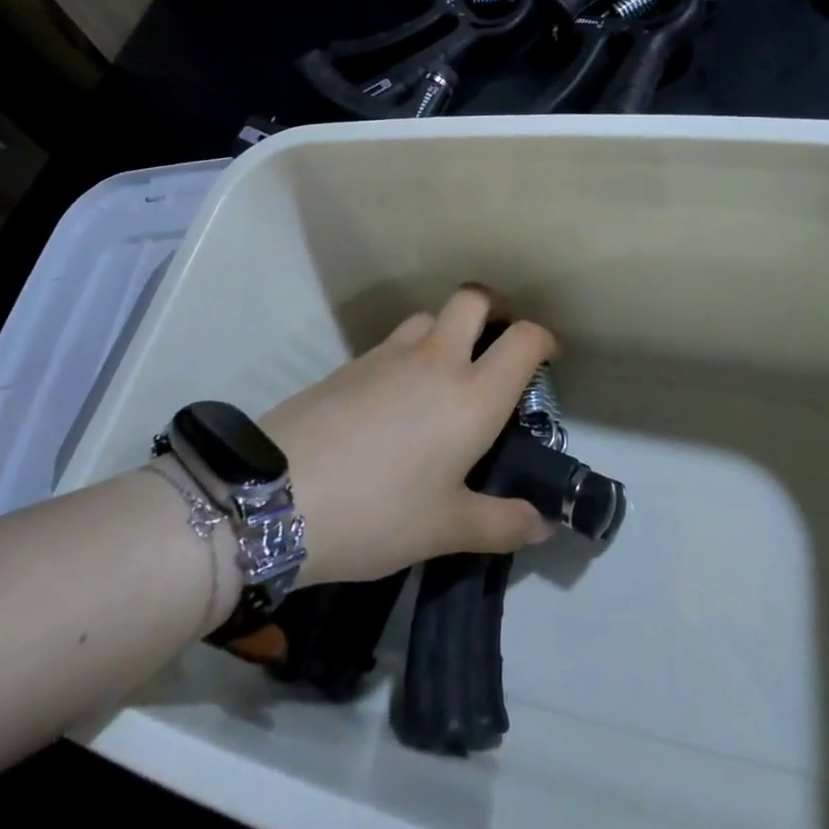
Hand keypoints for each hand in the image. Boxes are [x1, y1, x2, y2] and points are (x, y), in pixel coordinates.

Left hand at [261, 286, 557, 586]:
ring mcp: (390, 353)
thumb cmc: (378, 513)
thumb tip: (542, 525)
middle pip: (473, 299)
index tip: (550, 354)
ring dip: (447, 328)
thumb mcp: (444, 529)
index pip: (523, 340)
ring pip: (430, 315)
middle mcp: (437, 359)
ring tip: (446, 371)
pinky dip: (411, 350)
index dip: (543, 338)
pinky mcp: (353, 361)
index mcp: (472, 396)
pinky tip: (398, 394)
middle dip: (494, 308)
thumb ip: (500, 524)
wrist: (278, 494)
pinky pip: (395, 340)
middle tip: (497, 341)